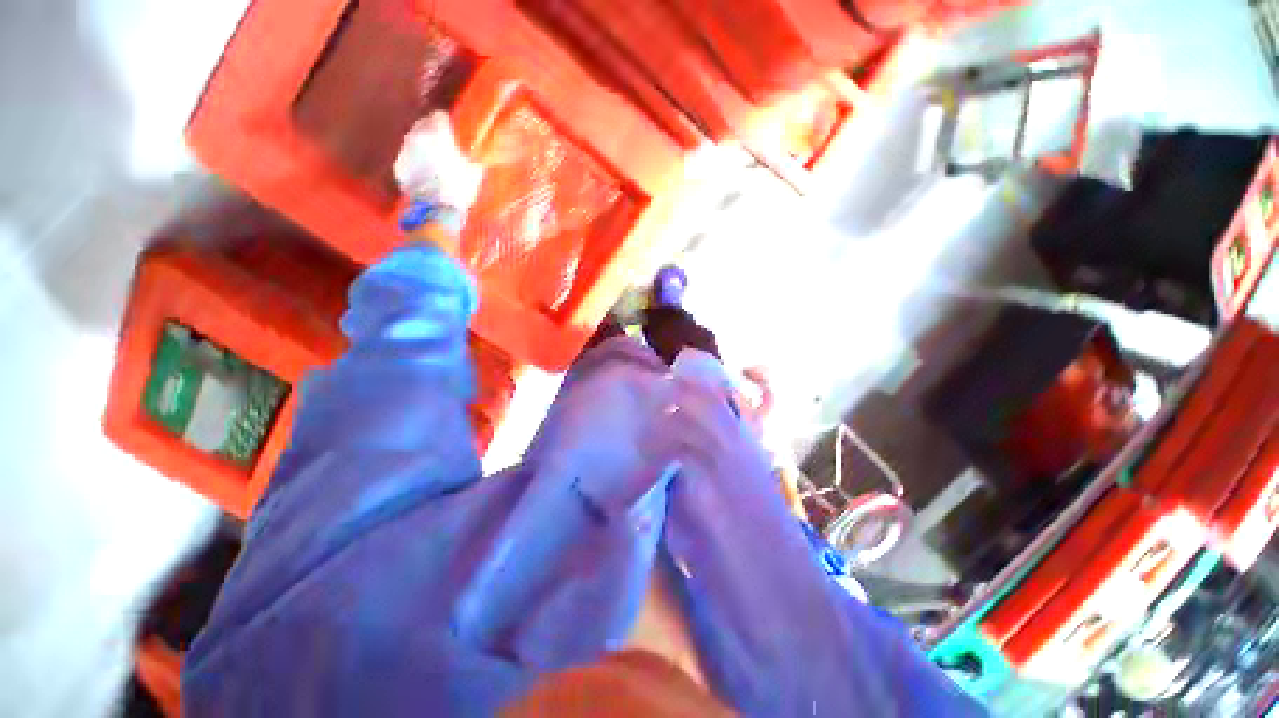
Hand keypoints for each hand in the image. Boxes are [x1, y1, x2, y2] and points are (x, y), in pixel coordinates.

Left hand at [394, 111, 484, 214]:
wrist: (437, 209)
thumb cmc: (459, 189)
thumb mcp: (474, 172)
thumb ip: (470, 157)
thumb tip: (474, 157)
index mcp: (437, 133)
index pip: (439, 116)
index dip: (446, 123)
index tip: (451, 131)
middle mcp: (417, 136)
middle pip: (422, 126)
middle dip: (431, 133)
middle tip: (442, 146)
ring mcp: (405, 151)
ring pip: (413, 142)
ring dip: (422, 148)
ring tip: (433, 162)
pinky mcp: (399, 166)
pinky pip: (408, 159)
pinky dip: (415, 164)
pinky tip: (425, 175)